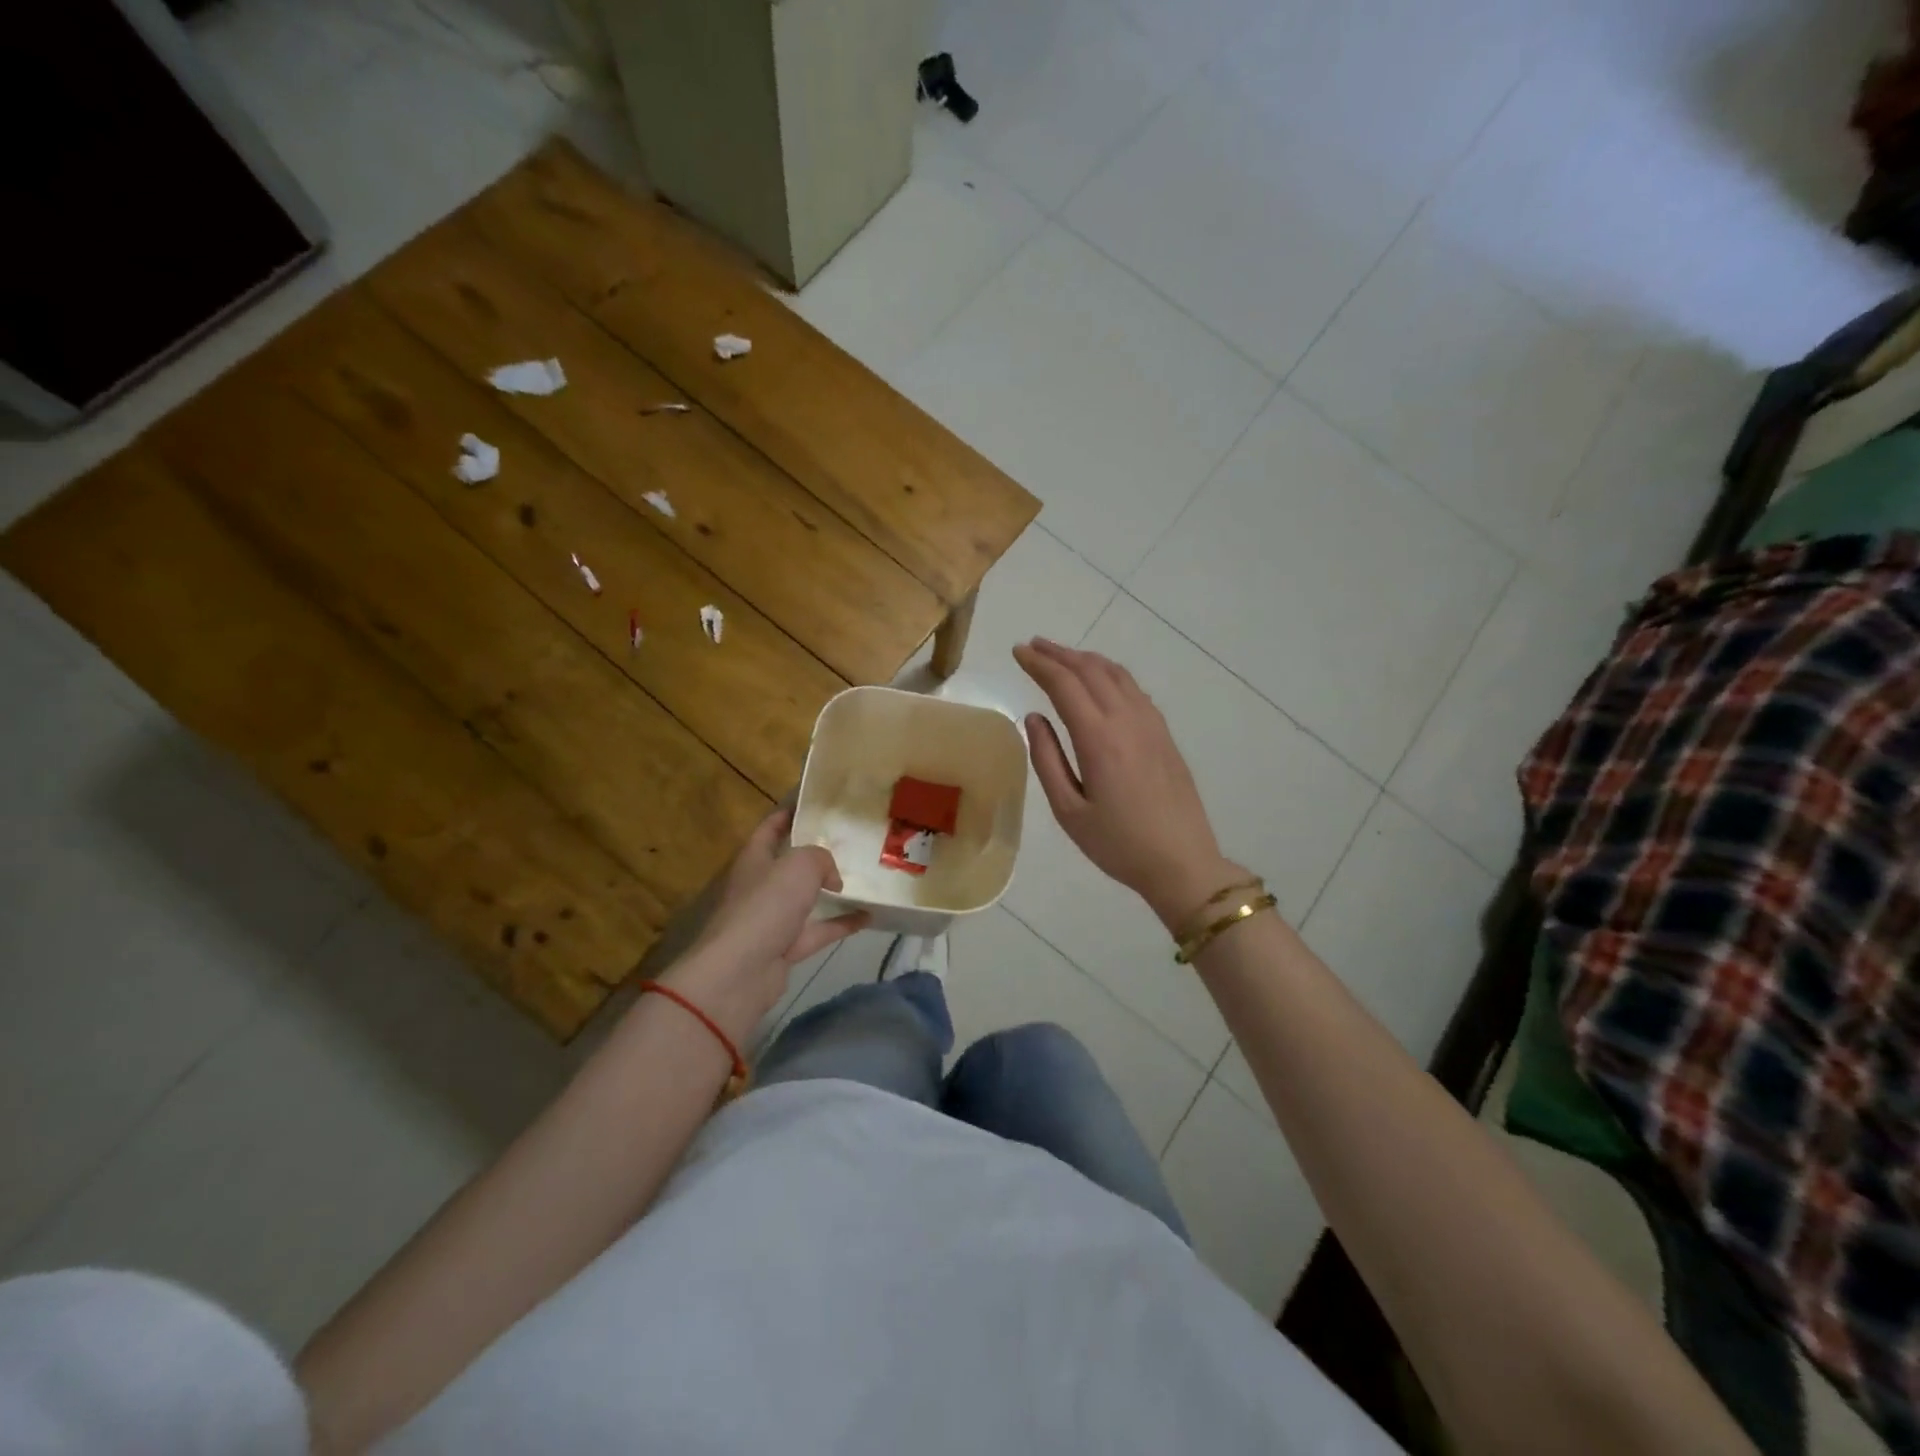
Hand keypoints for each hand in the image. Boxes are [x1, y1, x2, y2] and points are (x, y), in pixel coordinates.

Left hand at [665, 808, 866, 1044]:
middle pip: (788, 864)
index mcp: (754, 859)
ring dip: (829, 890)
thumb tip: (831, 878)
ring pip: (804, 898)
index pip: (769, 828)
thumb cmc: (766, 906)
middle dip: (813, 853)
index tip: (813, 803)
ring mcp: (772, 919)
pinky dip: (841, 923)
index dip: (787, 814)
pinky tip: (869, 916)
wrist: (741, 971)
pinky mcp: (785, 947)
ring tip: (860, 878)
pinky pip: (819, 930)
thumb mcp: (799, 865)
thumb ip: (821, 859)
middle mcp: (760, 886)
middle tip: (846, 841)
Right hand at [1014, 638, 1240, 930]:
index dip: (1039, 664)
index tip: (1018, 652)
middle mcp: (1127, 720)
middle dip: (1059, 654)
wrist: (1182, 862)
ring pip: (1116, 674)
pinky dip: (1110, 674)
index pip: (1064, 684)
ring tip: (1062, 657)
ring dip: (1086, 659)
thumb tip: (1034, 717)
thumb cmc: (1118, 844)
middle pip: (1090, 670)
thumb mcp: (1069, 811)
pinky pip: (1134, 689)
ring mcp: (1151, 724)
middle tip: (1033, 646)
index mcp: (1099, 739)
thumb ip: (1047, 759)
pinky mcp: (1164, 734)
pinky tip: (1100, 681)